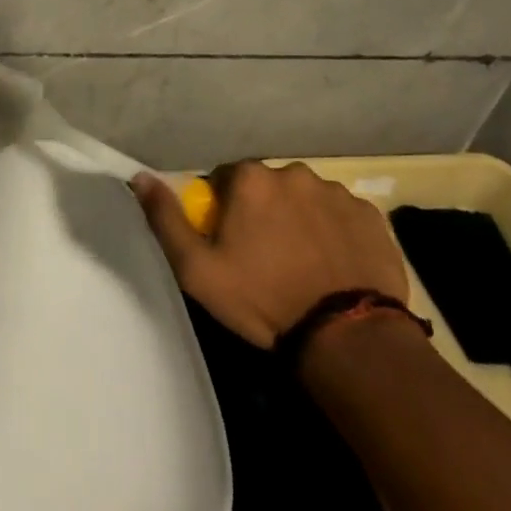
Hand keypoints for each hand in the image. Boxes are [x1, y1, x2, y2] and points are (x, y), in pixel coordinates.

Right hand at [132, 160, 408, 347]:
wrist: (347, 337)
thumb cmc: (263, 299)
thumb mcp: (198, 269)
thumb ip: (166, 219)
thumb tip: (140, 177)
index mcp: (251, 179)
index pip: (224, 180)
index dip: (223, 211)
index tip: (230, 243)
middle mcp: (294, 173)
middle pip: (267, 187)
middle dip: (263, 212)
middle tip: (266, 256)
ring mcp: (337, 192)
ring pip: (305, 199)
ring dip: (299, 220)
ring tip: (304, 263)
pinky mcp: (371, 216)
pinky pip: (342, 216)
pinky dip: (334, 233)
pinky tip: (334, 265)